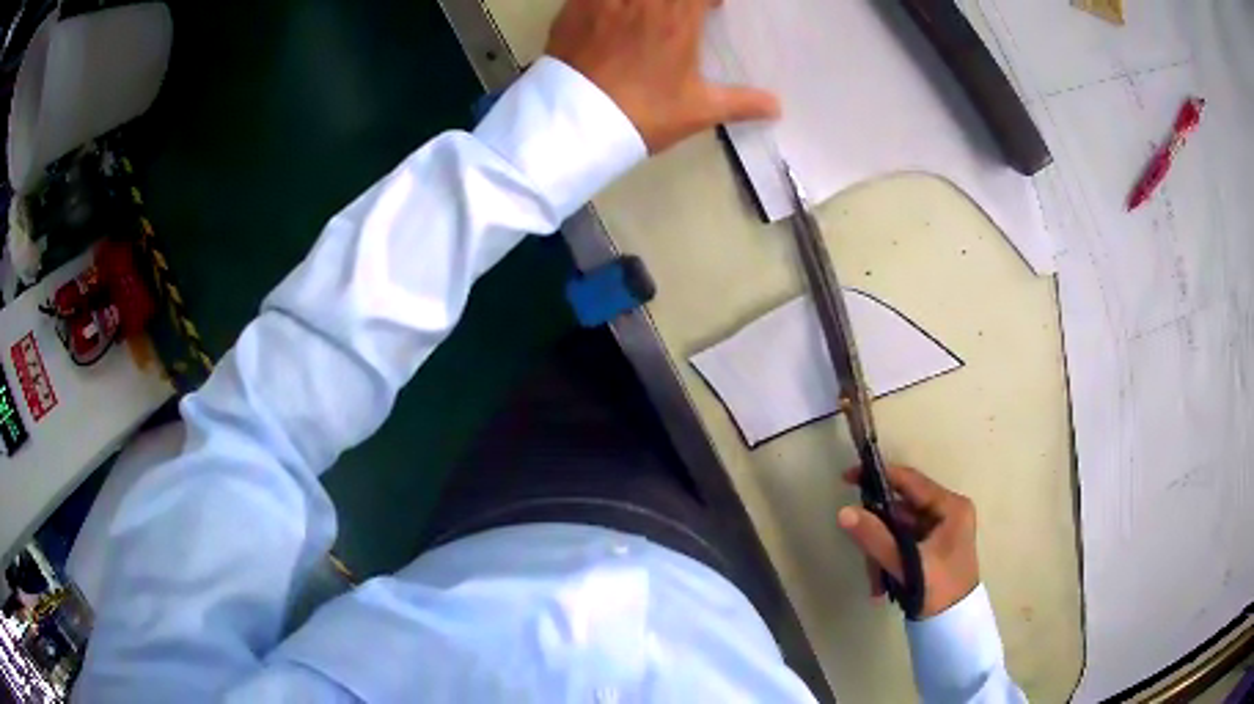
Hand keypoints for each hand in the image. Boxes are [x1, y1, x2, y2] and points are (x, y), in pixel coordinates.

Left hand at [545, 0, 779, 153]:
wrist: (575, 124)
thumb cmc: (643, 114)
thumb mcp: (698, 111)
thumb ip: (741, 103)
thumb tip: (777, 107)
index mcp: (678, 18)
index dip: (708, 0)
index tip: (712, 9)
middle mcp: (643, 0)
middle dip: (680, 2)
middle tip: (680, 13)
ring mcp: (605, 0)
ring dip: (645, 2)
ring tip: (647, 13)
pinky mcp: (573, 7)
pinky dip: (605, 1)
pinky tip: (612, 12)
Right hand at [838, 465, 979, 618]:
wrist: (953, 625)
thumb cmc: (939, 589)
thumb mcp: (907, 563)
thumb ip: (876, 537)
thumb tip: (844, 512)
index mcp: (951, 507)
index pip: (911, 481)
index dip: (880, 477)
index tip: (848, 479)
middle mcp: (947, 512)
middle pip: (901, 509)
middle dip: (878, 532)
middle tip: (862, 550)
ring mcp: (940, 530)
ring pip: (899, 529)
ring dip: (882, 551)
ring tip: (875, 580)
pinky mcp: (932, 547)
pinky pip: (903, 543)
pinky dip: (889, 559)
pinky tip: (881, 583)